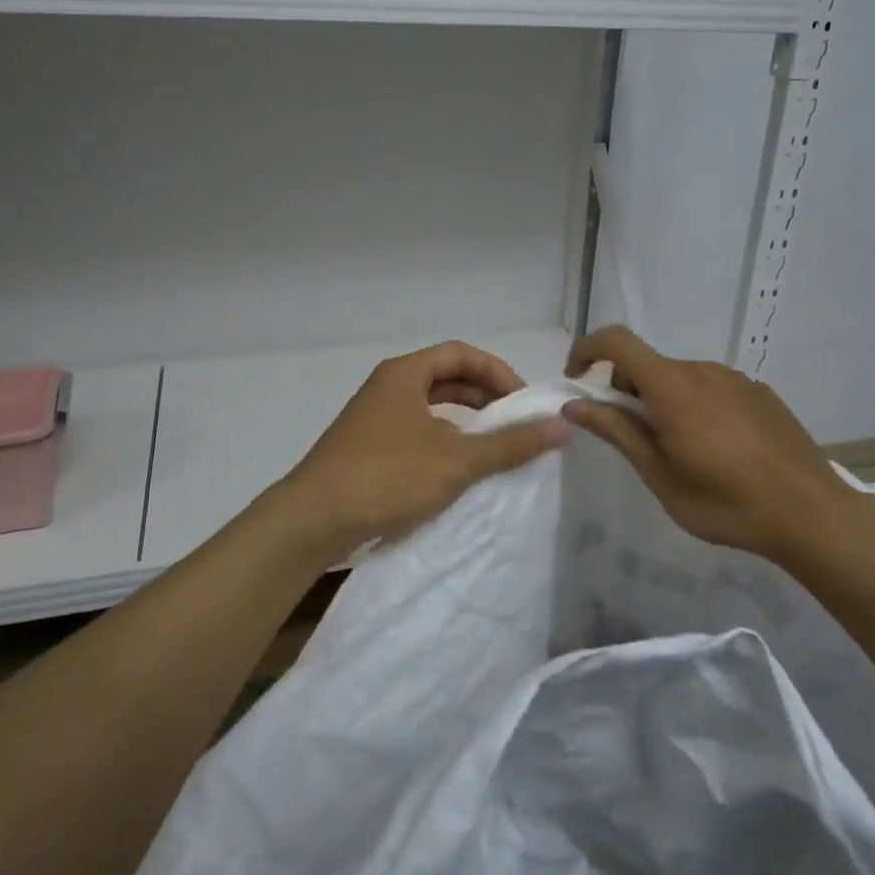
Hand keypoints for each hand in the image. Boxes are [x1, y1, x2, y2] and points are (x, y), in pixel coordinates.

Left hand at [273, 342, 568, 568]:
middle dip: (485, 397)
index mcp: (404, 374)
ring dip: (465, 421)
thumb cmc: (386, 477)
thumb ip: (510, 443)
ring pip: (431, 407)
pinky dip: (444, 441)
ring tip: (494, 446)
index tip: (524, 402)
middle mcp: (387, 387)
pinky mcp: (367, 448)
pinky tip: (457, 469)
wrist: (312, 520)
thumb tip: (562, 426)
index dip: (498, 372)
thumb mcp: (456, 460)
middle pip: (446, 377)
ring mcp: (374, 418)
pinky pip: (417, 431)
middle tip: (515, 423)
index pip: (461, 354)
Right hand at [561, 326, 855, 562]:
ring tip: (681, 451)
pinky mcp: (761, 393)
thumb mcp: (658, 474)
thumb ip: (616, 431)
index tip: (576, 380)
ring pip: (681, 378)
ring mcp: (736, 379)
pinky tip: (719, 449)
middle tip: (635, 439)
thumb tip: (575, 406)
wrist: (812, 514)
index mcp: (672, 386)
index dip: (587, 350)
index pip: (617, 342)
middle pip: (648, 365)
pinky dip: (697, 406)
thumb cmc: (725, 501)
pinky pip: (713, 389)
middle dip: (627, 391)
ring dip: (664, 401)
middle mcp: (702, 370)